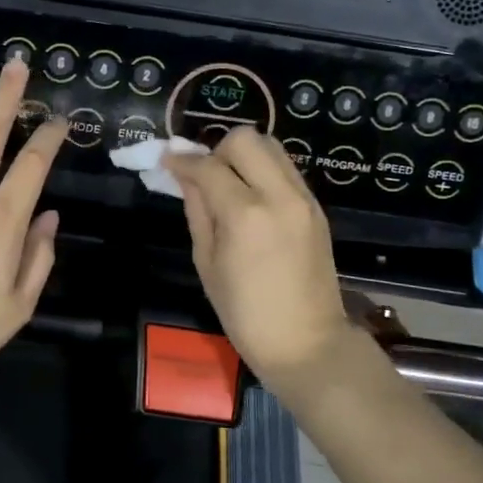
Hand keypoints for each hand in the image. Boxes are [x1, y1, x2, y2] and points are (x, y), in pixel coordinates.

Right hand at [164, 128, 364, 389]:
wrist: (307, 343)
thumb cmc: (245, 313)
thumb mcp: (206, 262)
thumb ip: (197, 210)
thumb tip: (184, 176)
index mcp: (245, 215)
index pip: (208, 166)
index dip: (182, 160)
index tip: (166, 160)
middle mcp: (278, 195)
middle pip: (245, 139)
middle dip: (217, 149)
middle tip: (205, 175)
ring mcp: (303, 199)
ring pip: (270, 146)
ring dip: (243, 155)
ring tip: (229, 184)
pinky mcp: (316, 207)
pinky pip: (285, 169)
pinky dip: (263, 171)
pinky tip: (251, 198)